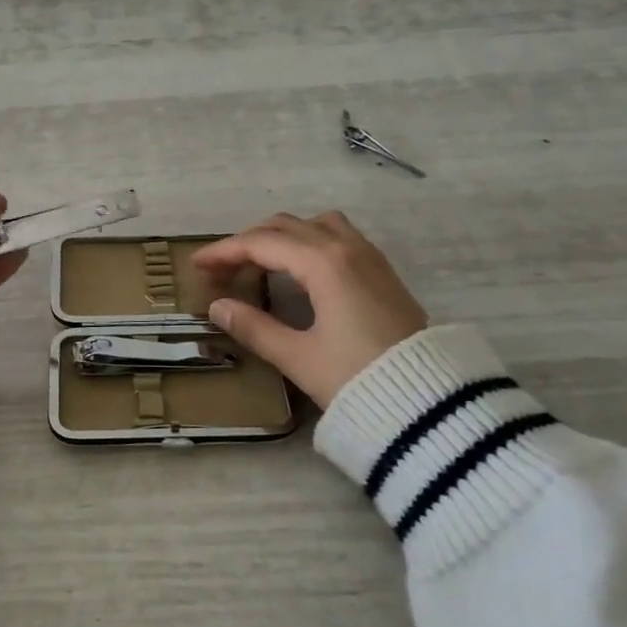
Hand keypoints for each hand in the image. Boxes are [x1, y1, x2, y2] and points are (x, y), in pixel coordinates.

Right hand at [192, 211, 427, 408]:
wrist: (429, 401)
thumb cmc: (357, 378)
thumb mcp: (298, 357)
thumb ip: (254, 328)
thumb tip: (218, 307)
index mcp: (323, 263)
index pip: (262, 243)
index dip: (224, 251)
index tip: (197, 265)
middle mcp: (347, 248)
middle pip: (286, 227)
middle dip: (248, 242)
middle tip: (221, 270)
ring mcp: (369, 257)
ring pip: (315, 225)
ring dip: (281, 236)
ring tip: (258, 263)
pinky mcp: (382, 272)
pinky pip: (336, 236)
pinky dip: (306, 242)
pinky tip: (298, 270)